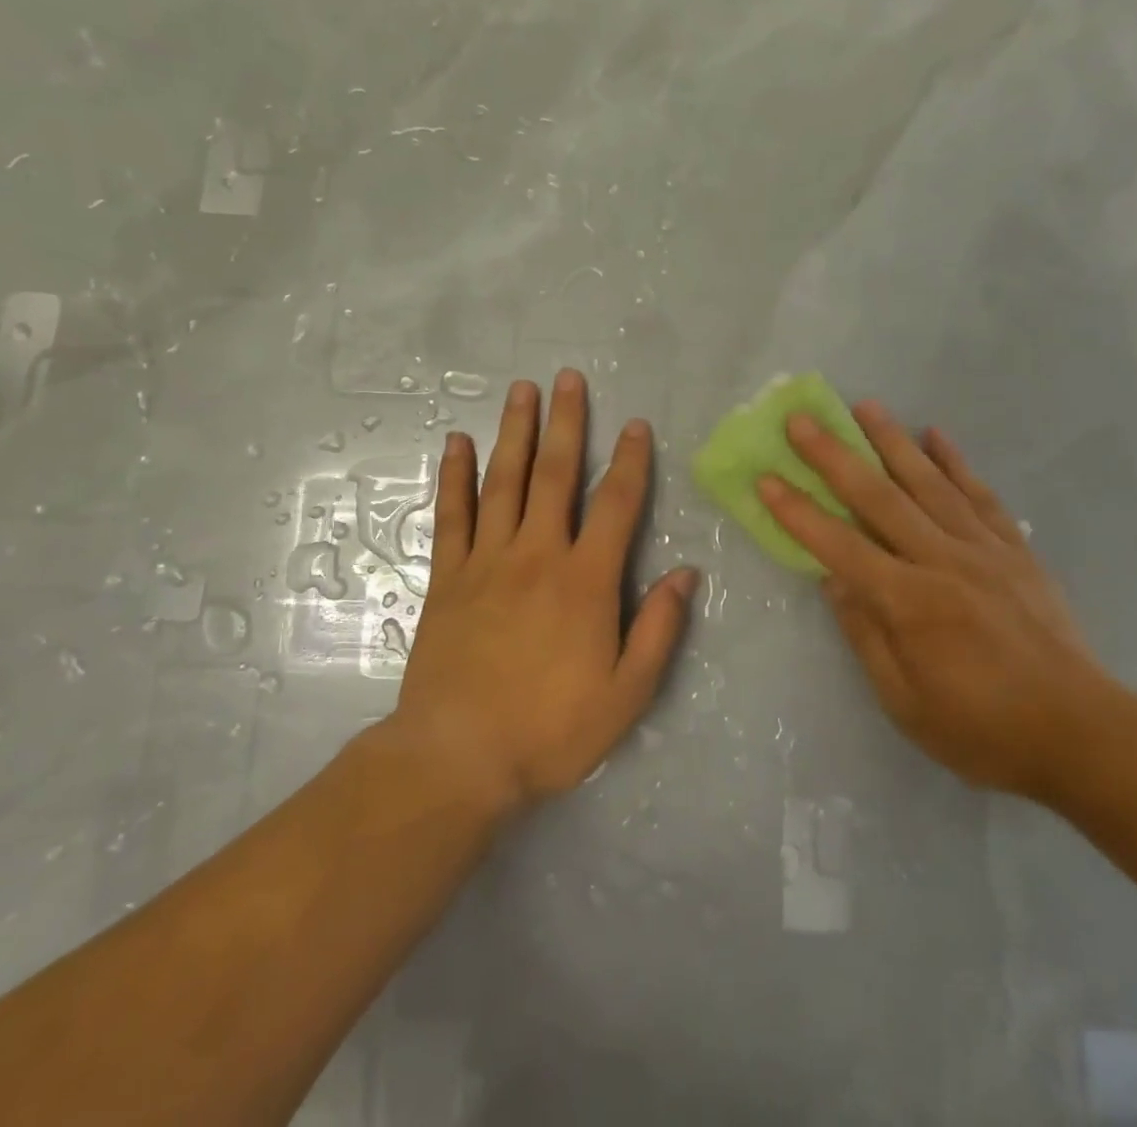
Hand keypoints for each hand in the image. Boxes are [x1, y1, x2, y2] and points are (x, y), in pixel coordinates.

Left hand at [390, 369, 697, 812]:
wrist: (458, 758)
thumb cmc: (550, 730)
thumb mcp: (626, 694)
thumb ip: (659, 629)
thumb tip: (688, 574)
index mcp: (586, 580)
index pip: (616, 505)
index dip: (630, 461)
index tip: (635, 425)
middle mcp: (537, 555)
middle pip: (555, 475)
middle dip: (566, 423)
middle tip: (568, 377)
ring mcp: (487, 561)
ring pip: (504, 482)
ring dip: (514, 432)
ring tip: (521, 390)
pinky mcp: (448, 577)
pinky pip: (452, 515)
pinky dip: (455, 476)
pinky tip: (456, 443)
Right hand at [758, 401, 1115, 798]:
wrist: (1082, 734)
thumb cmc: (983, 730)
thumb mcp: (905, 703)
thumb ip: (866, 635)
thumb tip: (833, 581)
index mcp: (909, 602)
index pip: (839, 545)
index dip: (798, 512)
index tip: (767, 478)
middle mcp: (942, 561)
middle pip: (878, 498)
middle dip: (833, 456)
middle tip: (801, 420)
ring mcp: (983, 549)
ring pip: (928, 483)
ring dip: (891, 441)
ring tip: (865, 406)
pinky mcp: (1015, 550)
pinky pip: (980, 496)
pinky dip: (956, 463)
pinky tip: (936, 435)